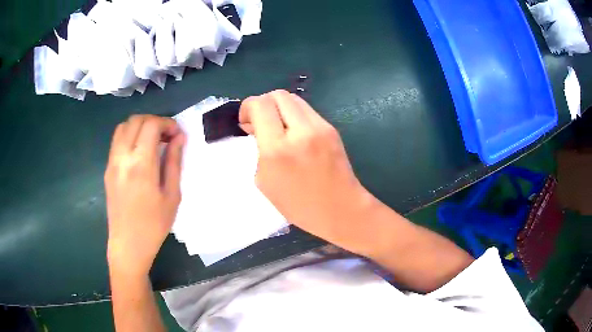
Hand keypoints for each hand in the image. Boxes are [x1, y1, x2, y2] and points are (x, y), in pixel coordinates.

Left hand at [104, 115, 184, 276]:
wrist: (128, 245)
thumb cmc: (154, 225)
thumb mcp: (171, 195)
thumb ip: (174, 162)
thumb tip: (179, 137)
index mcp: (141, 164)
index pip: (151, 125)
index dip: (167, 123)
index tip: (177, 134)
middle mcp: (122, 157)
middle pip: (136, 120)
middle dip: (154, 121)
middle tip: (167, 136)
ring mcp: (112, 162)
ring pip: (123, 127)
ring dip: (140, 126)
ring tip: (152, 141)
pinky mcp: (107, 169)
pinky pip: (117, 141)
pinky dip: (130, 136)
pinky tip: (140, 153)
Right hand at [239, 90, 373, 248]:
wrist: (340, 209)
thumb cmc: (298, 205)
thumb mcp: (265, 181)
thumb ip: (259, 149)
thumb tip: (257, 128)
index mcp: (277, 149)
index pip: (260, 105)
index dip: (247, 107)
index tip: (246, 123)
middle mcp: (300, 132)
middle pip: (277, 95)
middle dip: (263, 104)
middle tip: (261, 123)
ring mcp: (319, 127)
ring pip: (293, 99)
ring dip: (280, 108)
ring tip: (278, 127)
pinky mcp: (331, 128)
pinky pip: (307, 111)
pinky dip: (295, 116)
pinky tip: (295, 133)